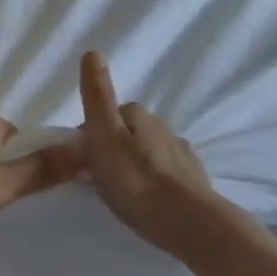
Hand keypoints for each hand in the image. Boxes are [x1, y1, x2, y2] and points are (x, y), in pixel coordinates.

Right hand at [77, 51, 222, 256]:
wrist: (188, 223)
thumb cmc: (136, 180)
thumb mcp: (104, 136)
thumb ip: (97, 96)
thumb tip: (93, 52)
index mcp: (139, 116)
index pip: (108, 114)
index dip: (91, 133)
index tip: (81, 158)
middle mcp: (164, 128)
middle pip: (130, 132)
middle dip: (114, 147)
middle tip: (99, 176)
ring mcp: (183, 156)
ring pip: (150, 152)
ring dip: (136, 164)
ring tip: (124, 191)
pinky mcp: (195, 183)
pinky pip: (167, 174)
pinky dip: (156, 181)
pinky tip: (151, 199)